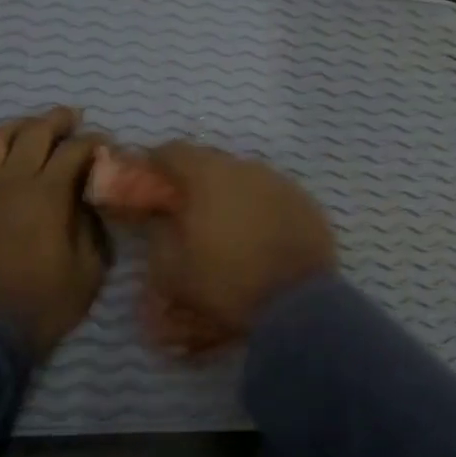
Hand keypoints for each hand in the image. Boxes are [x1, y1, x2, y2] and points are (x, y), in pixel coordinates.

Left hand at [0, 107, 107, 357]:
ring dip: (18, 127)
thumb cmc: (41, 305)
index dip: (94, 142)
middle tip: (72, 118)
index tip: (105, 144)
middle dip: (57, 121)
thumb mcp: (88, 272)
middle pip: (34, 133)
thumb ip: (92, 229)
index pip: (75, 151)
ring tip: (31, 128)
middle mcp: (11, 182)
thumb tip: (89, 201)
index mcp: (48, 195)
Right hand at [140, 143, 336, 347]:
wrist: (297, 304)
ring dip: (229, 194)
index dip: (155, 166)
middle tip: (186, 208)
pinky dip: (259, 208)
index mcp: (208, 175)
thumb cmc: (226, 282)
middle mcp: (246, 168)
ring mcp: (281, 182)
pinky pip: (272, 196)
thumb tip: (161, 218)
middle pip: (210, 162)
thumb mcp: (172, 270)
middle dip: (194, 181)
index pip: (172, 152)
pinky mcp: (306, 203)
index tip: (149, 186)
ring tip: (225, 224)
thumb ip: (158, 235)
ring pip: (244, 178)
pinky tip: (258, 234)